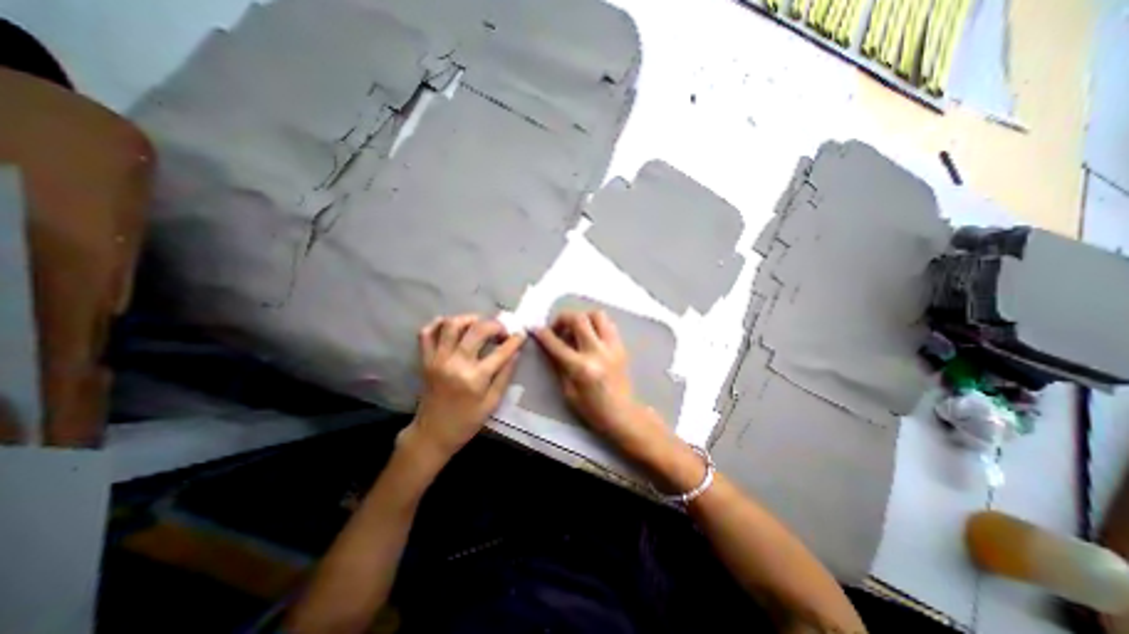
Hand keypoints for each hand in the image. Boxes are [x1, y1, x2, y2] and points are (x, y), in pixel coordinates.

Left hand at [409, 315, 528, 463]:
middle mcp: (455, 363)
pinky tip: (451, 326)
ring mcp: (438, 359)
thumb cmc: (466, 422)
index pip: (500, 351)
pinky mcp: (425, 360)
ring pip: (451, 325)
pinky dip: (438, 324)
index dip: (514, 340)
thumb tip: (516, 352)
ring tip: (479, 324)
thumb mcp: (492, 403)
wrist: (432, 434)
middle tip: (501, 331)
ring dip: (469, 319)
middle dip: (494, 325)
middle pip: (477, 330)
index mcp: (475, 378)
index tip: (521, 334)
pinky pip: (426, 334)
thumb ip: (505, 375)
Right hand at [531, 312, 663, 451]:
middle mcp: (597, 352)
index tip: (536, 328)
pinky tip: (591, 335)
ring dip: (583, 317)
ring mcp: (612, 347)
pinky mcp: (621, 346)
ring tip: (576, 329)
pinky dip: (596, 324)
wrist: (622, 413)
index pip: (557, 344)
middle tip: (558, 328)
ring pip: (597, 315)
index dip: (543, 334)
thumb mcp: (568, 391)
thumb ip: (559, 365)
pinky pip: (609, 324)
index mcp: (581, 368)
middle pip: (579, 319)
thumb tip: (551, 345)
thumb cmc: (592, 408)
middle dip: (563, 318)